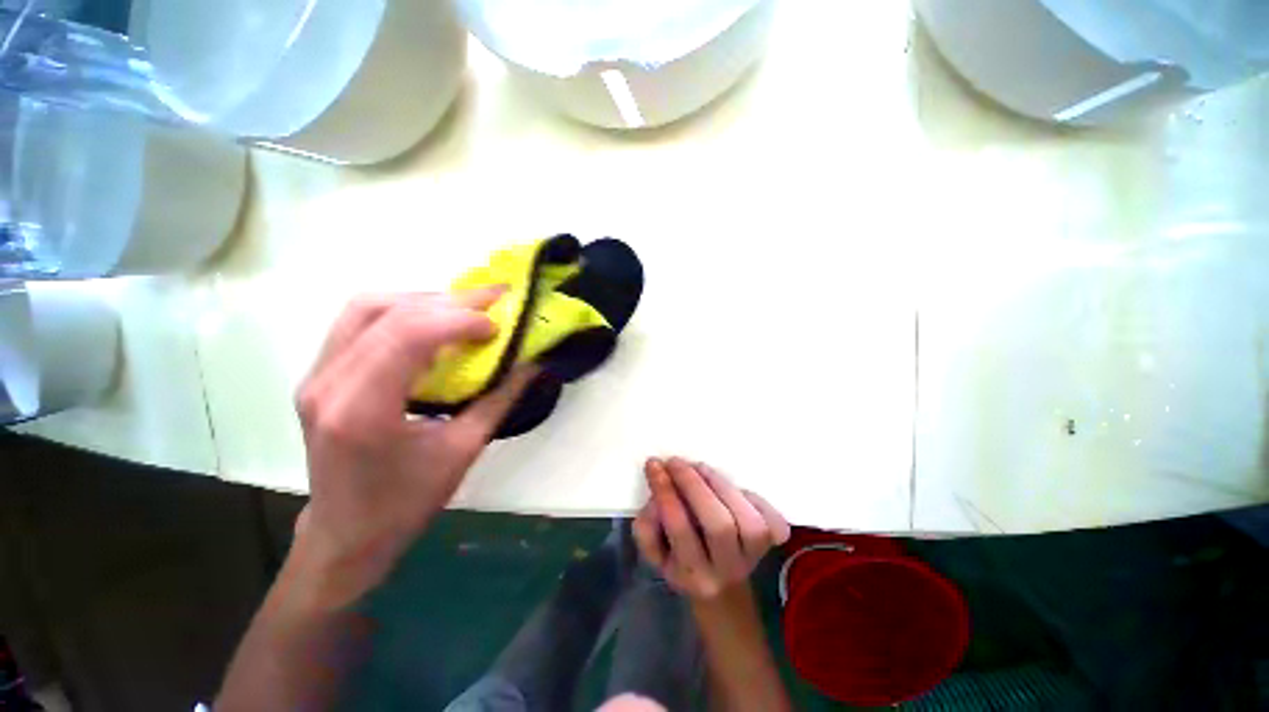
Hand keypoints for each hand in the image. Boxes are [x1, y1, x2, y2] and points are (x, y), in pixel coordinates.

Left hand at [291, 289, 535, 606]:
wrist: (347, 533)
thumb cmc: (407, 502)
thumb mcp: (464, 451)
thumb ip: (500, 399)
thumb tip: (533, 363)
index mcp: (362, 409)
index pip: (407, 335)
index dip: (459, 319)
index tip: (498, 326)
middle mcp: (328, 383)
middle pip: (385, 311)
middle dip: (448, 300)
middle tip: (493, 300)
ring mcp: (316, 375)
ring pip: (366, 307)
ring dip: (423, 300)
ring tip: (465, 309)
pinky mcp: (319, 375)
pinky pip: (359, 322)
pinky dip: (402, 312)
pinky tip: (433, 324)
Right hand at [633, 458, 789, 599]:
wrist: (722, 591)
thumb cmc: (682, 563)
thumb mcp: (656, 553)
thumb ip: (647, 527)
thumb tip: (656, 495)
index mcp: (693, 575)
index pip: (680, 529)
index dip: (666, 492)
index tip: (654, 464)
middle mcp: (727, 570)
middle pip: (718, 524)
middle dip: (694, 485)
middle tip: (676, 462)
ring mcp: (755, 557)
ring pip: (747, 520)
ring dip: (720, 485)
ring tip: (700, 467)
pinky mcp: (773, 544)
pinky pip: (772, 518)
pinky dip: (752, 496)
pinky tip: (731, 487)